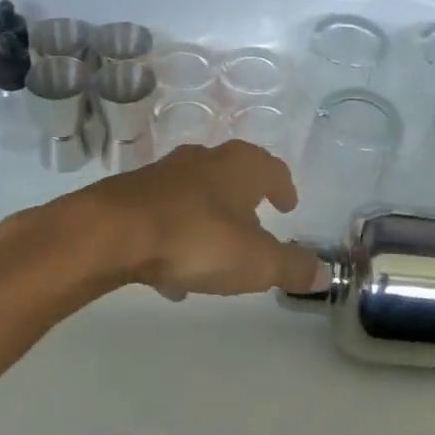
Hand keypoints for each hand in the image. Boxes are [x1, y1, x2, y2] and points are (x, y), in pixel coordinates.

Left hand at [73, 140, 323, 299]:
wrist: (111, 233)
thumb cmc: (197, 239)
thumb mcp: (256, 262)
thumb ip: (291, 267)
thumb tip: (324, 271)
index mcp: (240, 167)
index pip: (272, 169)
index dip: (283, 187)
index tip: (287, 205)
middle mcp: (204, 161)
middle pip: (232, 175)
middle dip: (244, 199)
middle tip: (254, 222)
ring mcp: (164, 175)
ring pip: (196, 195)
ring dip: (208, 219)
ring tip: (214, 255)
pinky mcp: (131, 195)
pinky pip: (165, 215)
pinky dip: (176, 236)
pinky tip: (171, 273)